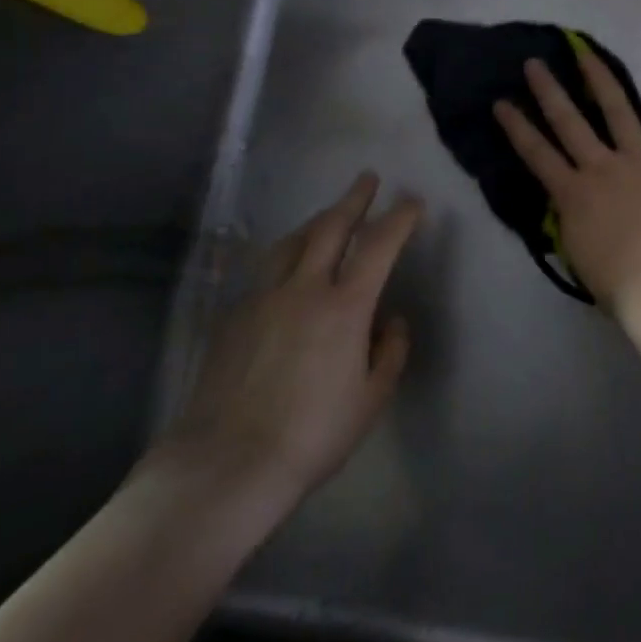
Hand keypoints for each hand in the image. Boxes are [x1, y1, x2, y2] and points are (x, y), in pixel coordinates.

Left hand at [148, 173, 422, 538]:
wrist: (228, 462)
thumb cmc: (313, 434)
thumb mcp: (371, 399)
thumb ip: (390, 352)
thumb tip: (392, 322)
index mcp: (345, 306)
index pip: (379, 246)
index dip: (399, 218)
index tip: (412, 201)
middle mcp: (303, 289)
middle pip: (330, 228)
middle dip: (354, 199)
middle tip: (367, 179)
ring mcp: (263, 299)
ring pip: (291, 243)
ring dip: (315, 221)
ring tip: (327, 215)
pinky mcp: (234, 317)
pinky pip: (265, 271)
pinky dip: (285, 256)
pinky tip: (287, 268)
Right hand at [494, 55, 640, 312]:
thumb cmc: (616, 282)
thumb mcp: (576, 253)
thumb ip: (570, 219)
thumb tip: (570, 202)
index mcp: (574, 193)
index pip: (537, 153)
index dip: (517, 126)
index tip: (501, 102)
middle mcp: (603, 167)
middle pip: (570, 121)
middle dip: (549, 90)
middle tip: (535, 63)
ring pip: (619, 112)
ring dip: (601, 81)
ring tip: (587, 55)